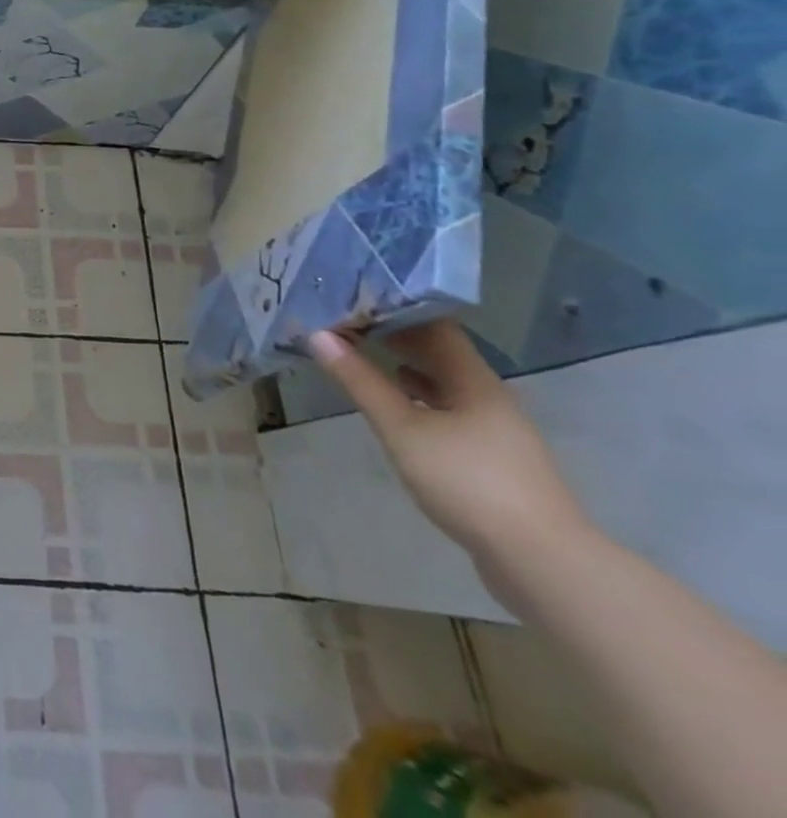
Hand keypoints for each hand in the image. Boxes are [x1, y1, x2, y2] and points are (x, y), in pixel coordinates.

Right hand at [306, 320, 589, 574]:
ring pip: (443, 383)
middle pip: (439, 352)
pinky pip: (448, 411)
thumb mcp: (402, 429)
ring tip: (359, 356)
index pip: (433, 324)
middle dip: (393, 335)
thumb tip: (318, 335)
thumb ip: (360, 381)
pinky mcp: (491, 459)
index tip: (352, 297)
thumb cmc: (468, 481)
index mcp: (474, 380)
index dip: (393, 307)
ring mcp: (494, 430)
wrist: (542, 563)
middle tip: (344, 323)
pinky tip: (396, 407)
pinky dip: (417, 399)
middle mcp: (488, 397)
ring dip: (404, 366)